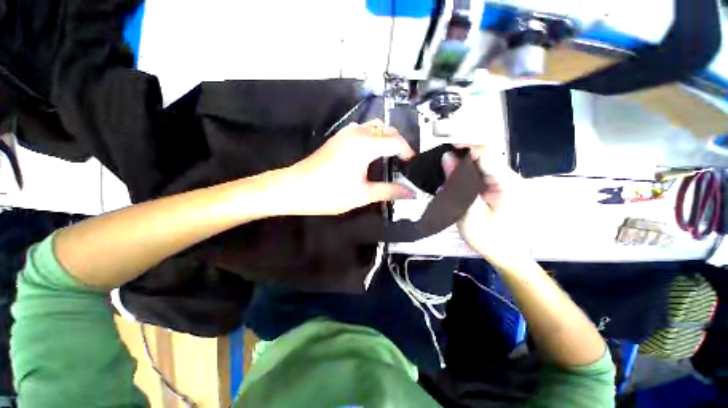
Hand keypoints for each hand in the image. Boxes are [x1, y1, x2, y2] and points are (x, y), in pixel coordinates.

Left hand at [282, 119, 415, 215]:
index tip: (412, 166)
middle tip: (403, 162)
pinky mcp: (338, 137)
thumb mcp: (362, 194)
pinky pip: (362, 130)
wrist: (294, 188)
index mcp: (364, 145)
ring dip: (386, 138)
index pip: (396, 141)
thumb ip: (389, 191)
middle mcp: (357, 133)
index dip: (408, 152)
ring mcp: (345, 133)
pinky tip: (371, 154)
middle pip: (387, 130)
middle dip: (399, 143)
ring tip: (390, 157)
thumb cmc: (329, 193)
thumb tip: (411, 193)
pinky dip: (373, 137)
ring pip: (374, 127)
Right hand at [442, 146, 529, 269]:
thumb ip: (458, 184)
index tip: (441, 155)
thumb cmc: (490, 239)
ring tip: (445, 178)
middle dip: (459, 160)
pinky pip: (481, 175)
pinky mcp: (501, 187)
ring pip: (480, 165)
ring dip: (461, 169)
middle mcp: (510, 176)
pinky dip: (466, 177)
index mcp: (507, 181)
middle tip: (440, 170)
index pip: (484, 152)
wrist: (508, 256)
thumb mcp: (469, 212)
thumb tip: (447, 158)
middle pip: (482, 156)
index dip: (461, 149)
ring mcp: (506, 181)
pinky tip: (456, 185)